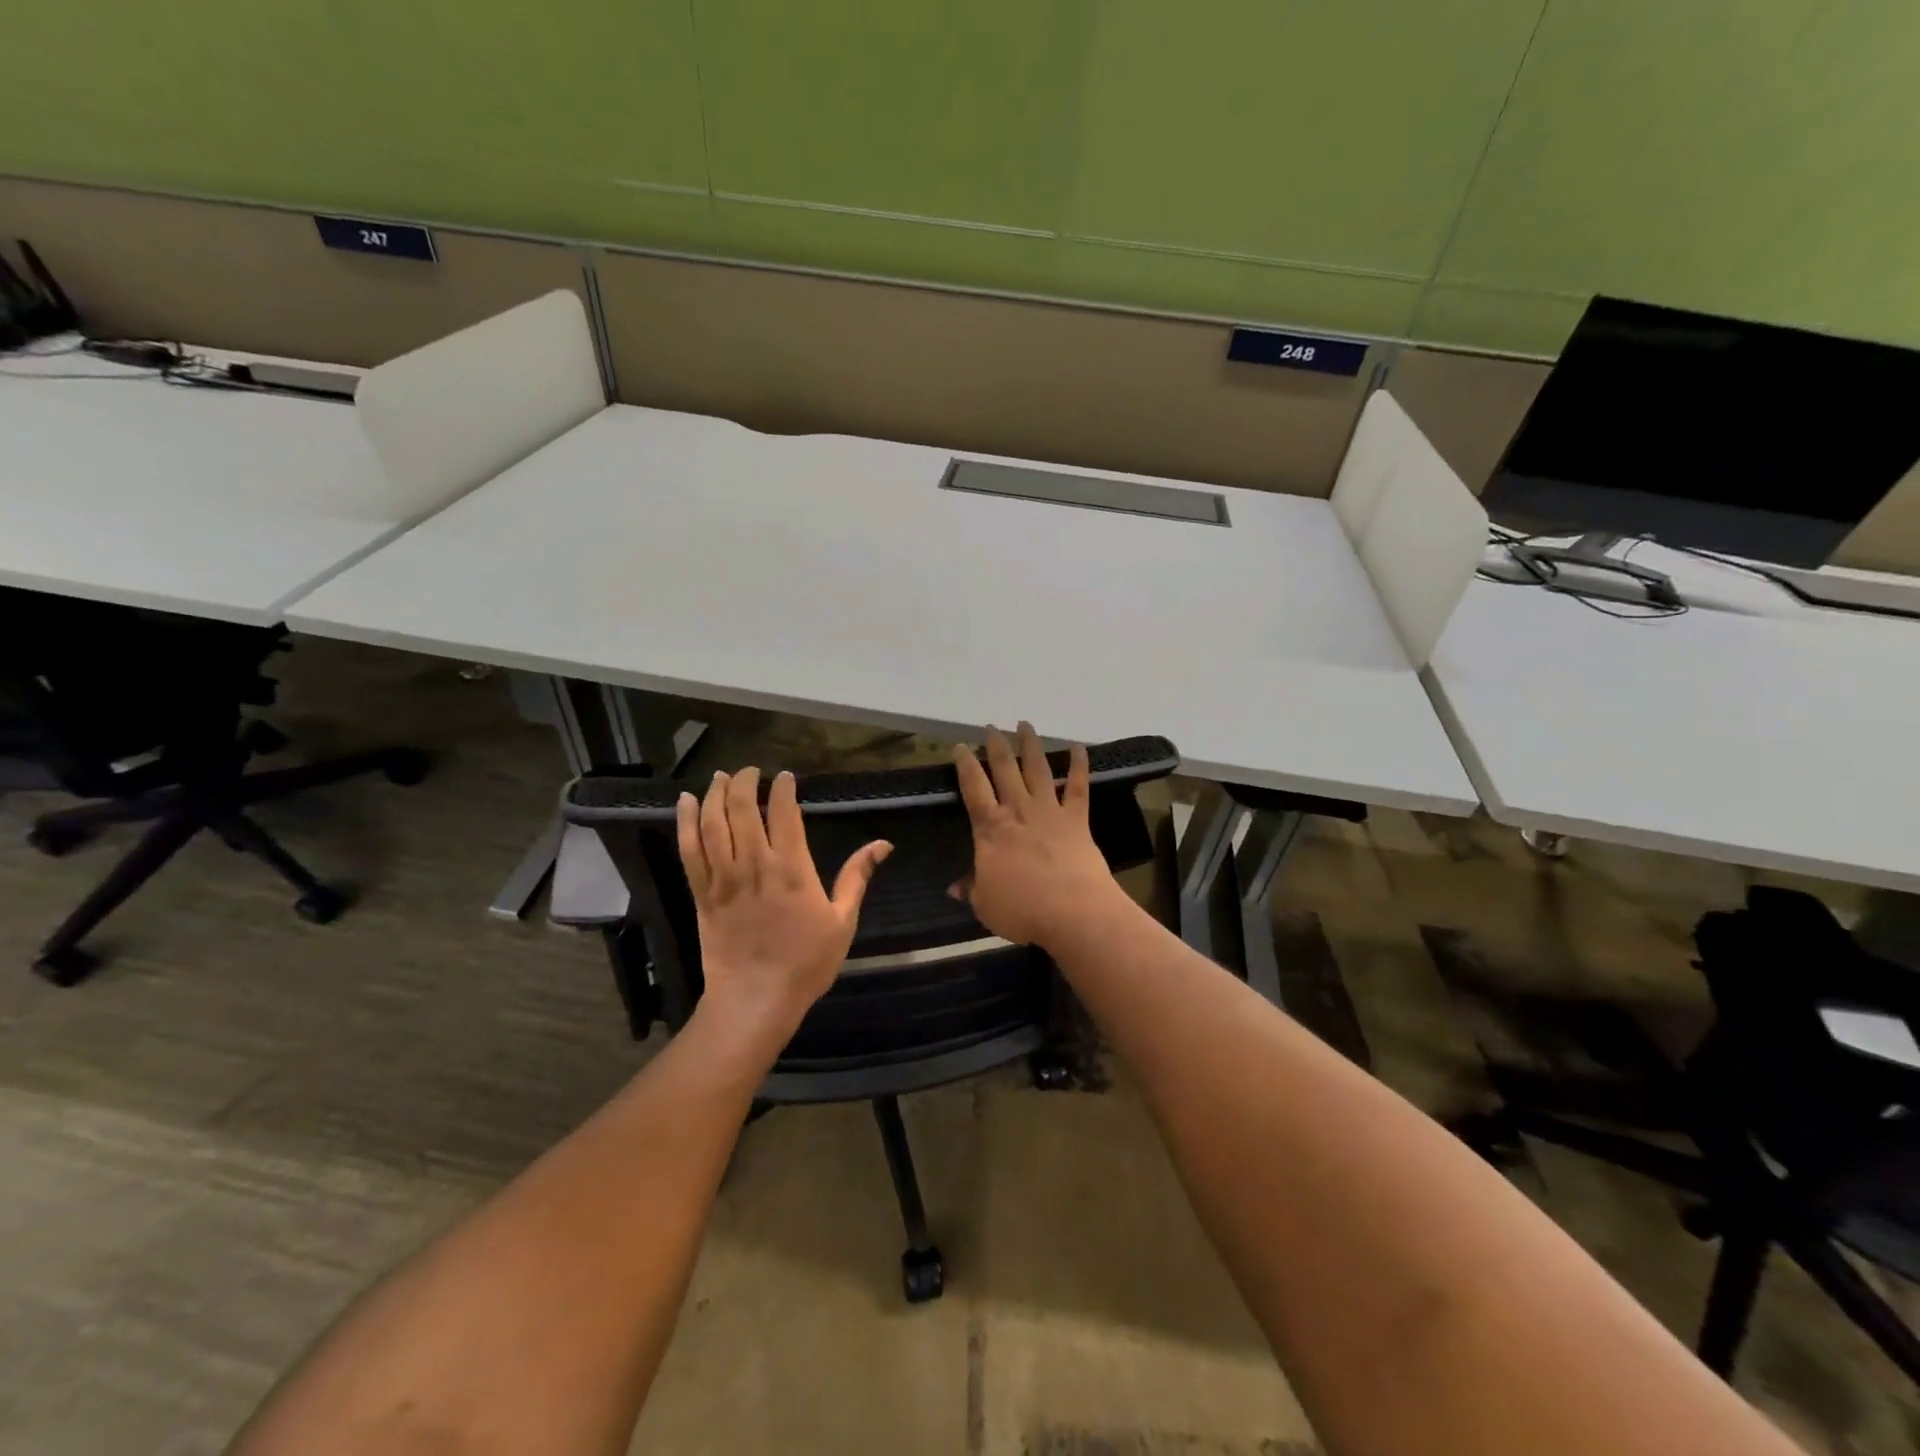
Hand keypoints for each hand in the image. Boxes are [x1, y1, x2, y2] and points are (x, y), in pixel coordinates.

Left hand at [678, 766, 890, 1056]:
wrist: (756, 1000)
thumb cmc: (806, 963)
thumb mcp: (842, 921)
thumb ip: (857, 877)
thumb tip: (883, 844)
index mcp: (793, 869)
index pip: (784, 813)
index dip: (783, 788)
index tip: (785, 776)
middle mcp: (755, 865)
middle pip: (742, 809)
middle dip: (745, 782)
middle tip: (750, 770)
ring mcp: (724, 879)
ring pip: (713, 824)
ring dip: (714, 794)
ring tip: (720, 777)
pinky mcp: (702, 894)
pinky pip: (689, 851)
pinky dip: (685, 823)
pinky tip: (685, 803)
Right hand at [950, 723, 1125, 947]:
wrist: (1073, 912)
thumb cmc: (1022, 910)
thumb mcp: (985, 904)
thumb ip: (971, 890)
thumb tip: (954, 888)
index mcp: (991, 828)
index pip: (973, 788)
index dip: (965, 765)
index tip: (961, 747)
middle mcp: (1018, 810)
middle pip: (1004, 769)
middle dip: (996, 746)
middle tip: (991, 728)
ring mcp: (1050, 811)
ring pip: (1038, 769)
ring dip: (1031, 745)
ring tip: (1025, 724)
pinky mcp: (1077, 819)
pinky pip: (1078, 786)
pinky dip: (1079, 765)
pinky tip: (1079, 747)